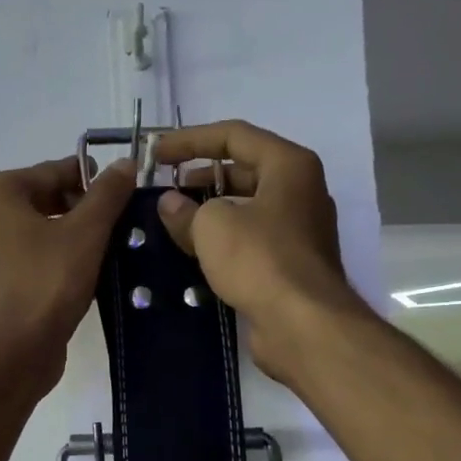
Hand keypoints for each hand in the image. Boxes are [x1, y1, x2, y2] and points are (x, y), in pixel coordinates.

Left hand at [0, 155, 134, 394]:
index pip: (50, 173)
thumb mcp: (87, 232)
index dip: (88, 179)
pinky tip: (73, 278)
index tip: (119, 191)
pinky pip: (20, 263)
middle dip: (76, 210)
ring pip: (29, 235)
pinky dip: (45, 263)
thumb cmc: (47, 282)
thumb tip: (125, 163)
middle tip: (112, 225)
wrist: (14, 352)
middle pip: (37, 202)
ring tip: (99, 252)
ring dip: (62, 238)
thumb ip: (107, 194)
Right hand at [153, 121, 369, 382]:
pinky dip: (223, 241)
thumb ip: (186, 209)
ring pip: (246, 208)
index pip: (234, 135)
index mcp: (289, 165)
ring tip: (172, 222)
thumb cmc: (260, 260)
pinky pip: (251, 240)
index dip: (190, 140)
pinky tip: (193, 253)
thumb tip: (170, 204)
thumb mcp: (212, 226)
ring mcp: (299, 229)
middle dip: (200, 177)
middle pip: (243, 170)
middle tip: (164, 190)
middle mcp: (300, 191)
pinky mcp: (291, 264)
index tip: (156, 154)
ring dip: (209, 212)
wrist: (303, 324)